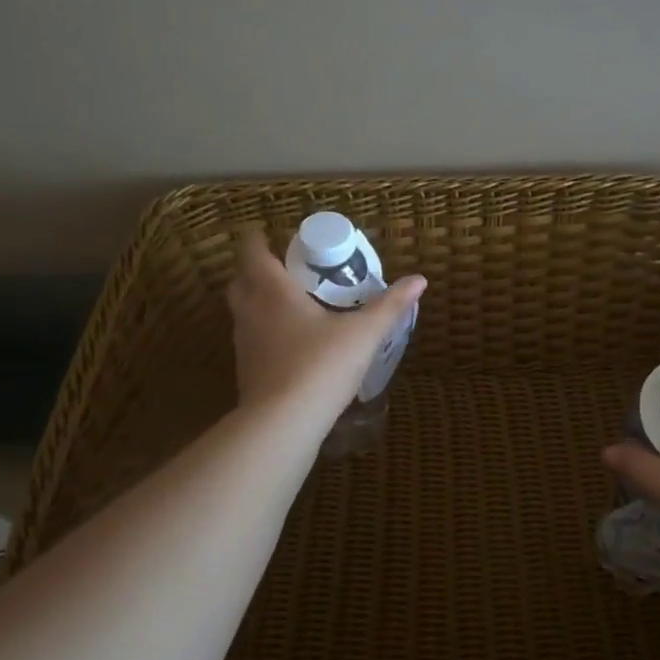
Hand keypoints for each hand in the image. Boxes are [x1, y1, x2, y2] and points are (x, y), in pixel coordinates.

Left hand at [226, 228, 426, 419]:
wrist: (282, 424)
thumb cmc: (320, 366)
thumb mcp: (363, 334)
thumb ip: (389, 305)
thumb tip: (419, 280)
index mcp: (272, 291)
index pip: (251, 251)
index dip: (257, 239)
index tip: (274, 235)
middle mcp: (250, 311)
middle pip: (240, 279)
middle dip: (257, 270)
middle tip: (288, 269)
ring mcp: (243, 343)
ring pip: (243, 311)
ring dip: (260, 302)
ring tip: (294, 305)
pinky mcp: (246, 370)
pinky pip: (251, 339)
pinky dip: (265, 332)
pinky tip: (292, 344)